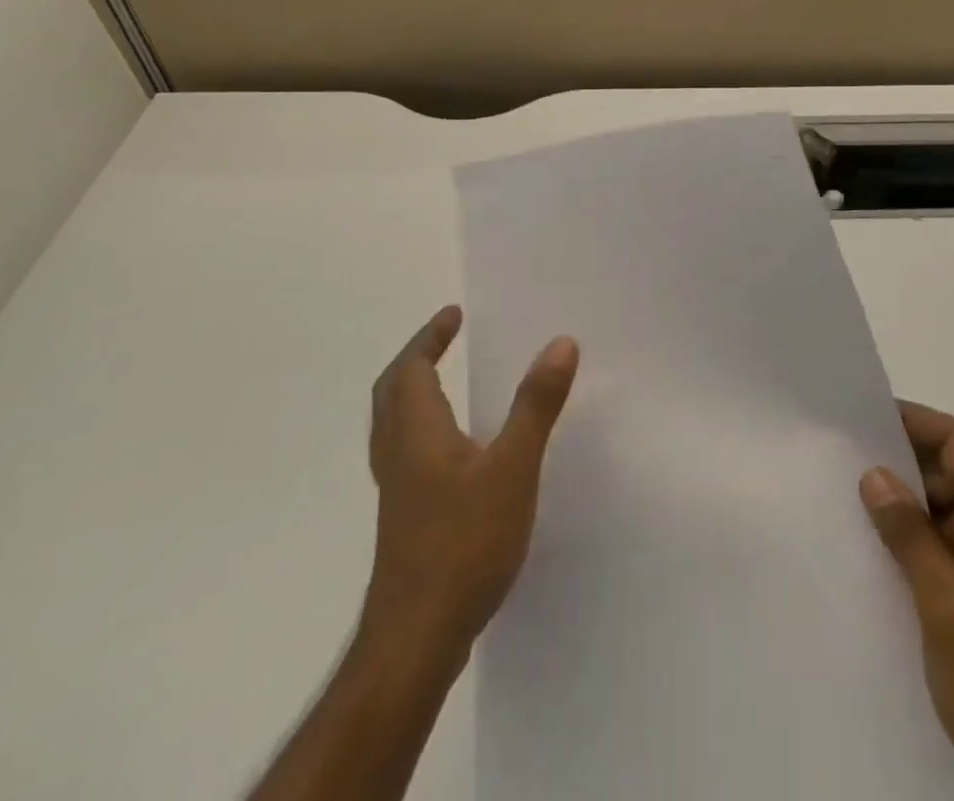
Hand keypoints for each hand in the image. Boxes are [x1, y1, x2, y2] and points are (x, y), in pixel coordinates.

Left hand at [361, 305, 578, 657]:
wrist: (416, 638)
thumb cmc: (463, 543)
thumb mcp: (513, 467)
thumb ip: (536, 404)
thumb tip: (561, 343)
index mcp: (417, 431)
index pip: (410, 368)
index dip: (429, 337)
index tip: (454, 315)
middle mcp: (398, 454)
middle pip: (392, 392)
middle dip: (417, 359)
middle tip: (445, 339)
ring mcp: (398, 491)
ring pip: (395, 425)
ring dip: (415, 392)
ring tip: (448, 382)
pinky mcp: (406, 520)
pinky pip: (407, 453)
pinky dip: (423, 428)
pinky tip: (455, 451)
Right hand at [860, 402, 953, 800]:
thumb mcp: (952, 611)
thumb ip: (912, 536)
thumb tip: (874, 474)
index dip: (911, 423)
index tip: (858, 415)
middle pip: (949, 470)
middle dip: (897, 462)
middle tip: (836, 454)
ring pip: (940, 506)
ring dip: (898, 501)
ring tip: (839, 489)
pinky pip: (939, 541)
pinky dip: (906, 535)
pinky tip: (866, 538)